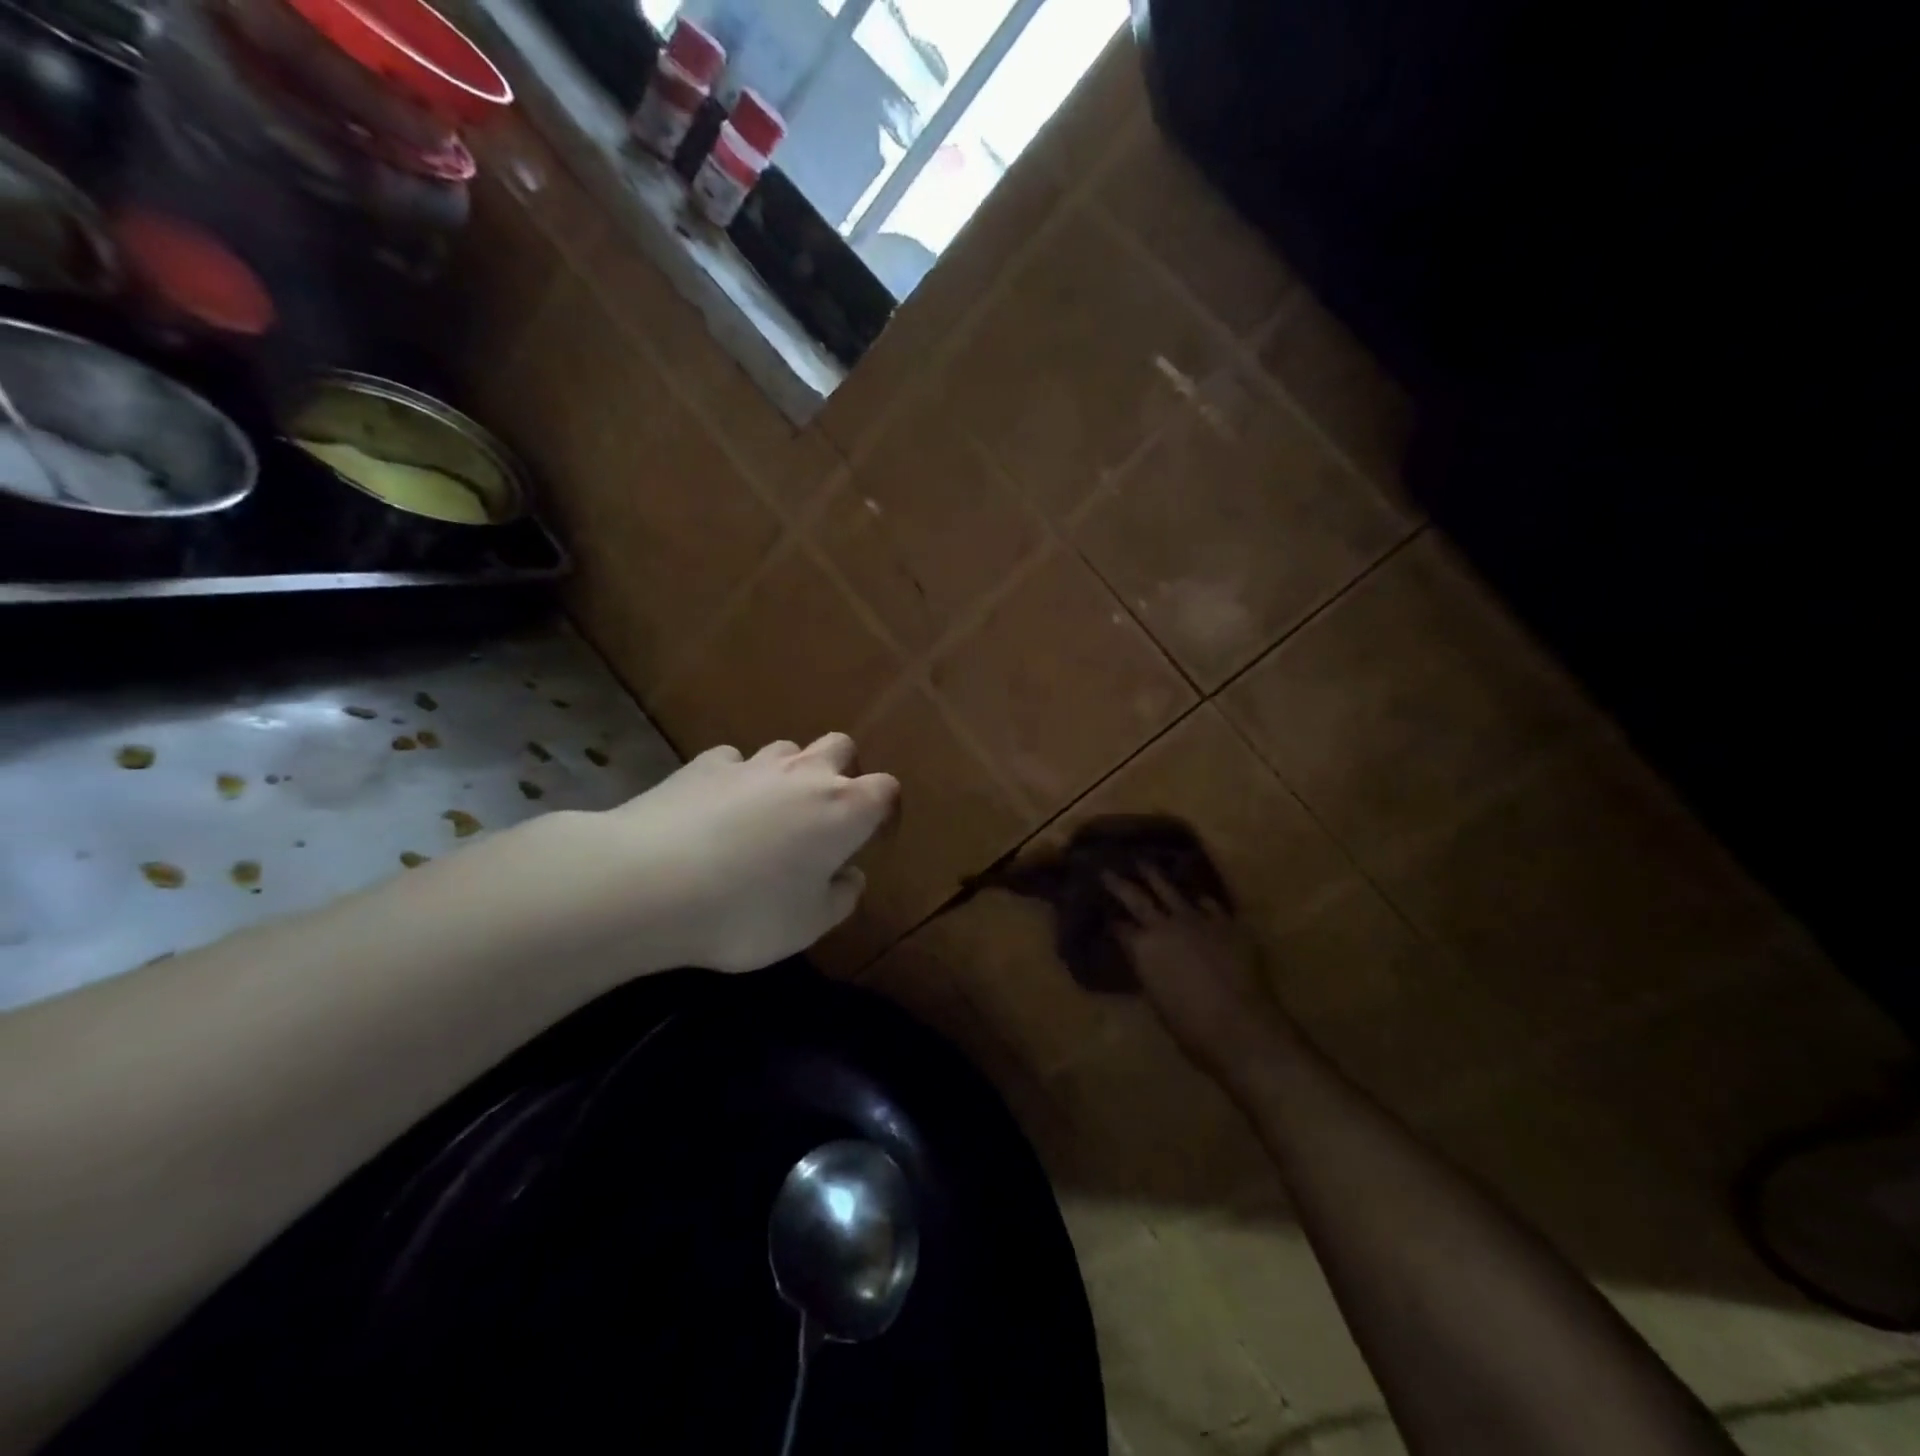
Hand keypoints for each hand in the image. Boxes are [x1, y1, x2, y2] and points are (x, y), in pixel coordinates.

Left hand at [499, 734, 898, 977]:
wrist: (649, 882)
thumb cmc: (746, 911)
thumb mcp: (807, 925)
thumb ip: (841, 898)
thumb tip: (850, 875)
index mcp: (844, 808)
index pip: (885, 788)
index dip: (883, 809)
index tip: (870, 837)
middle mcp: (805, 773)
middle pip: (841, 747)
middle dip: (841, 771)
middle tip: (822, 815)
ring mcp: (753, 762)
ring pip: (787, 749)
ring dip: (788, 773)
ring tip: (767, 813)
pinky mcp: (705, 763)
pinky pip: (734, 761)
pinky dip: (735, 780)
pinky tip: (715, 810)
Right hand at [1104, 870, 1291, 1087]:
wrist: (1242, 1028)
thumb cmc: (1192, 1029)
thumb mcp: (1158, 1001)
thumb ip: (1150, 973)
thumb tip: (1148, 962)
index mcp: (1142, 949)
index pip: (1120, 928)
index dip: (1112, 922)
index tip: (1105, 912)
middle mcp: (1165, 927)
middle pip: (1137, 898)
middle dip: (1119, 883)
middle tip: (1107, 869)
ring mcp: (1197, 920)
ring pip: (1171, 890)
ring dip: (1155, 876)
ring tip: (1144, 863)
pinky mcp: (1227, 923)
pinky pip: (1209, 904)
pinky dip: (1200, 899)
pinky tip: (1197, 895)